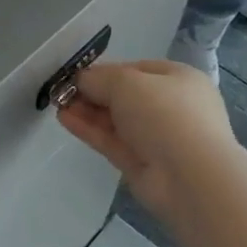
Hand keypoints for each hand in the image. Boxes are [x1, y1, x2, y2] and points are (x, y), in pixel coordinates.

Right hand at [58, 59, 236, 213]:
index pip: (136, 69)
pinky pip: (112, 141)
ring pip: (116, 120)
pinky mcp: (142, 164)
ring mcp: (157, 138)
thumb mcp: (126, 82)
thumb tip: (79, 80)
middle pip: (124, 96)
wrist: (190, 177)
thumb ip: (97, 78)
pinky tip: (64, 119)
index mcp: (179, 80)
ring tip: (57, 103)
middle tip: (62, 90)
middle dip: (92, 92)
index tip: (77, 74)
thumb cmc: (165, 113)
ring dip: (87, 110)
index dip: (105, 70)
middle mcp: (172, 107)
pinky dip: (89, 129)